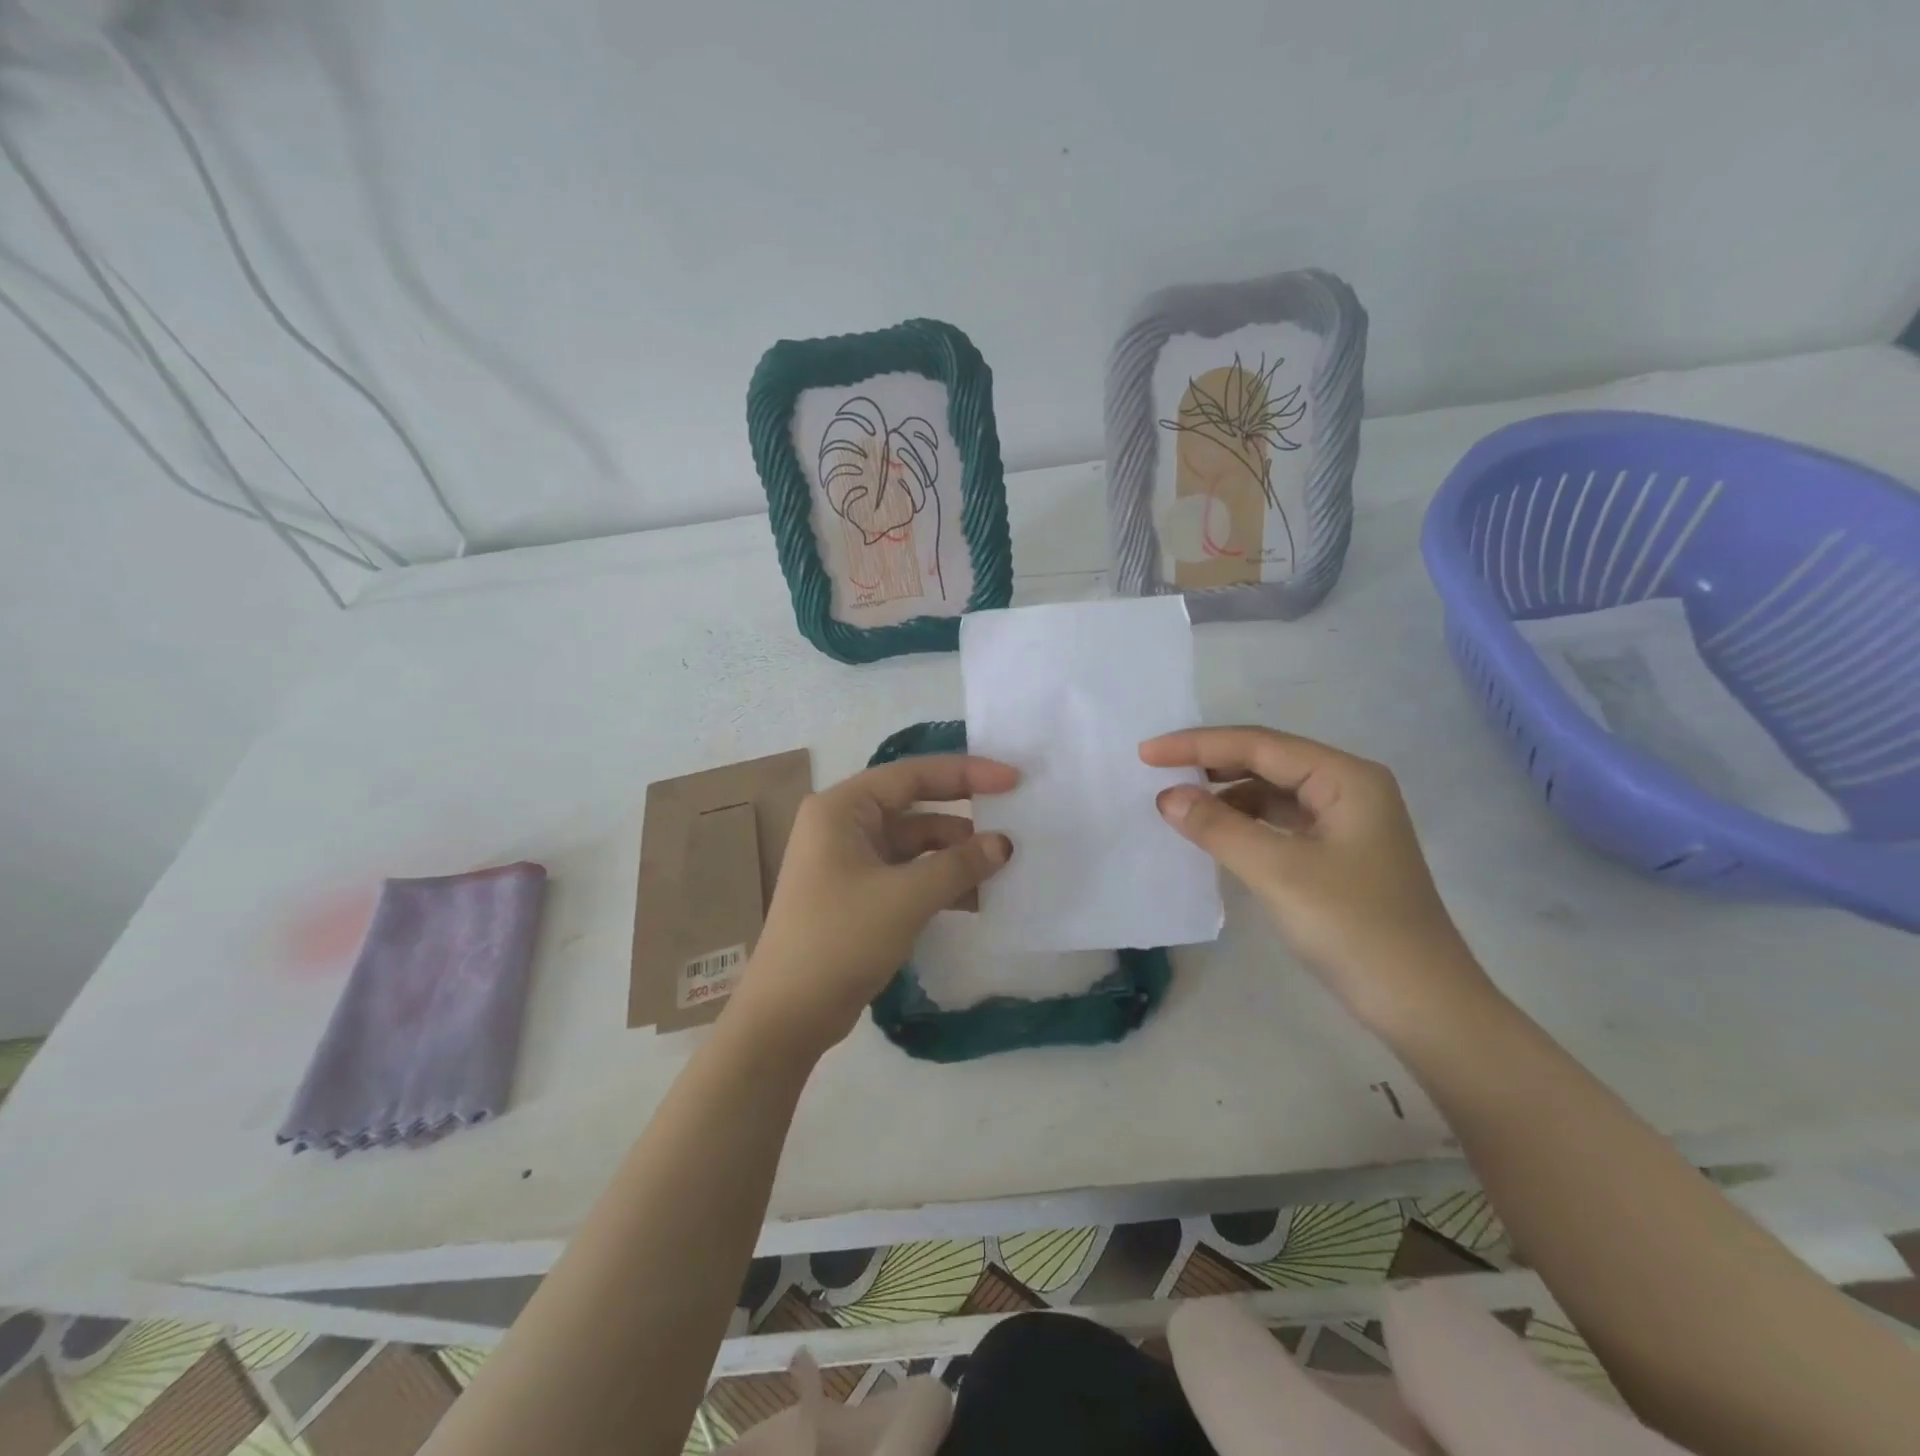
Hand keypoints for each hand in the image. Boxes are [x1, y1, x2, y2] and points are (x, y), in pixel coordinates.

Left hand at [727, 754, 1017, 1057]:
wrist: (787, 1015)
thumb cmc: (840, 939)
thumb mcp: (906, 897)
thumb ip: (959, 865)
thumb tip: (1004, 844)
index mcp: (843, 808)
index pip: (912, 775)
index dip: (967, 773)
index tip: (1013, 780)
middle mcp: (844, 826)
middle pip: (915, 807)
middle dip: (964, 817)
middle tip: (1015, 820)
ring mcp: (849, 862)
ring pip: (915, 845)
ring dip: (956, 856)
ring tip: (1005, 868)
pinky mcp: (858, 895)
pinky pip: (908, 875)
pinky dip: (940, 882)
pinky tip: (979, 898)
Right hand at [1140, 727, 1488, 1029]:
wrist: (1424, 1005)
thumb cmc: (1355, 929)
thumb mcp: (1278, 872)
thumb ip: (1218, 827)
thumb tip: (1167, 797)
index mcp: (1345, 778)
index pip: (1259, 744)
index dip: (1197, 745)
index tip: (1145, 754)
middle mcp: (1348, 788)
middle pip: (1266, 760)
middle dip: (1210, 763)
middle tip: (1156, 770)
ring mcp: (1345, 821)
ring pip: (1271, 791)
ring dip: (1225, 793)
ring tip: (1178, 804)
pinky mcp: (1337, 853)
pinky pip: (1278, 821)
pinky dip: (1243, 822)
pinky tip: (1215, 834)